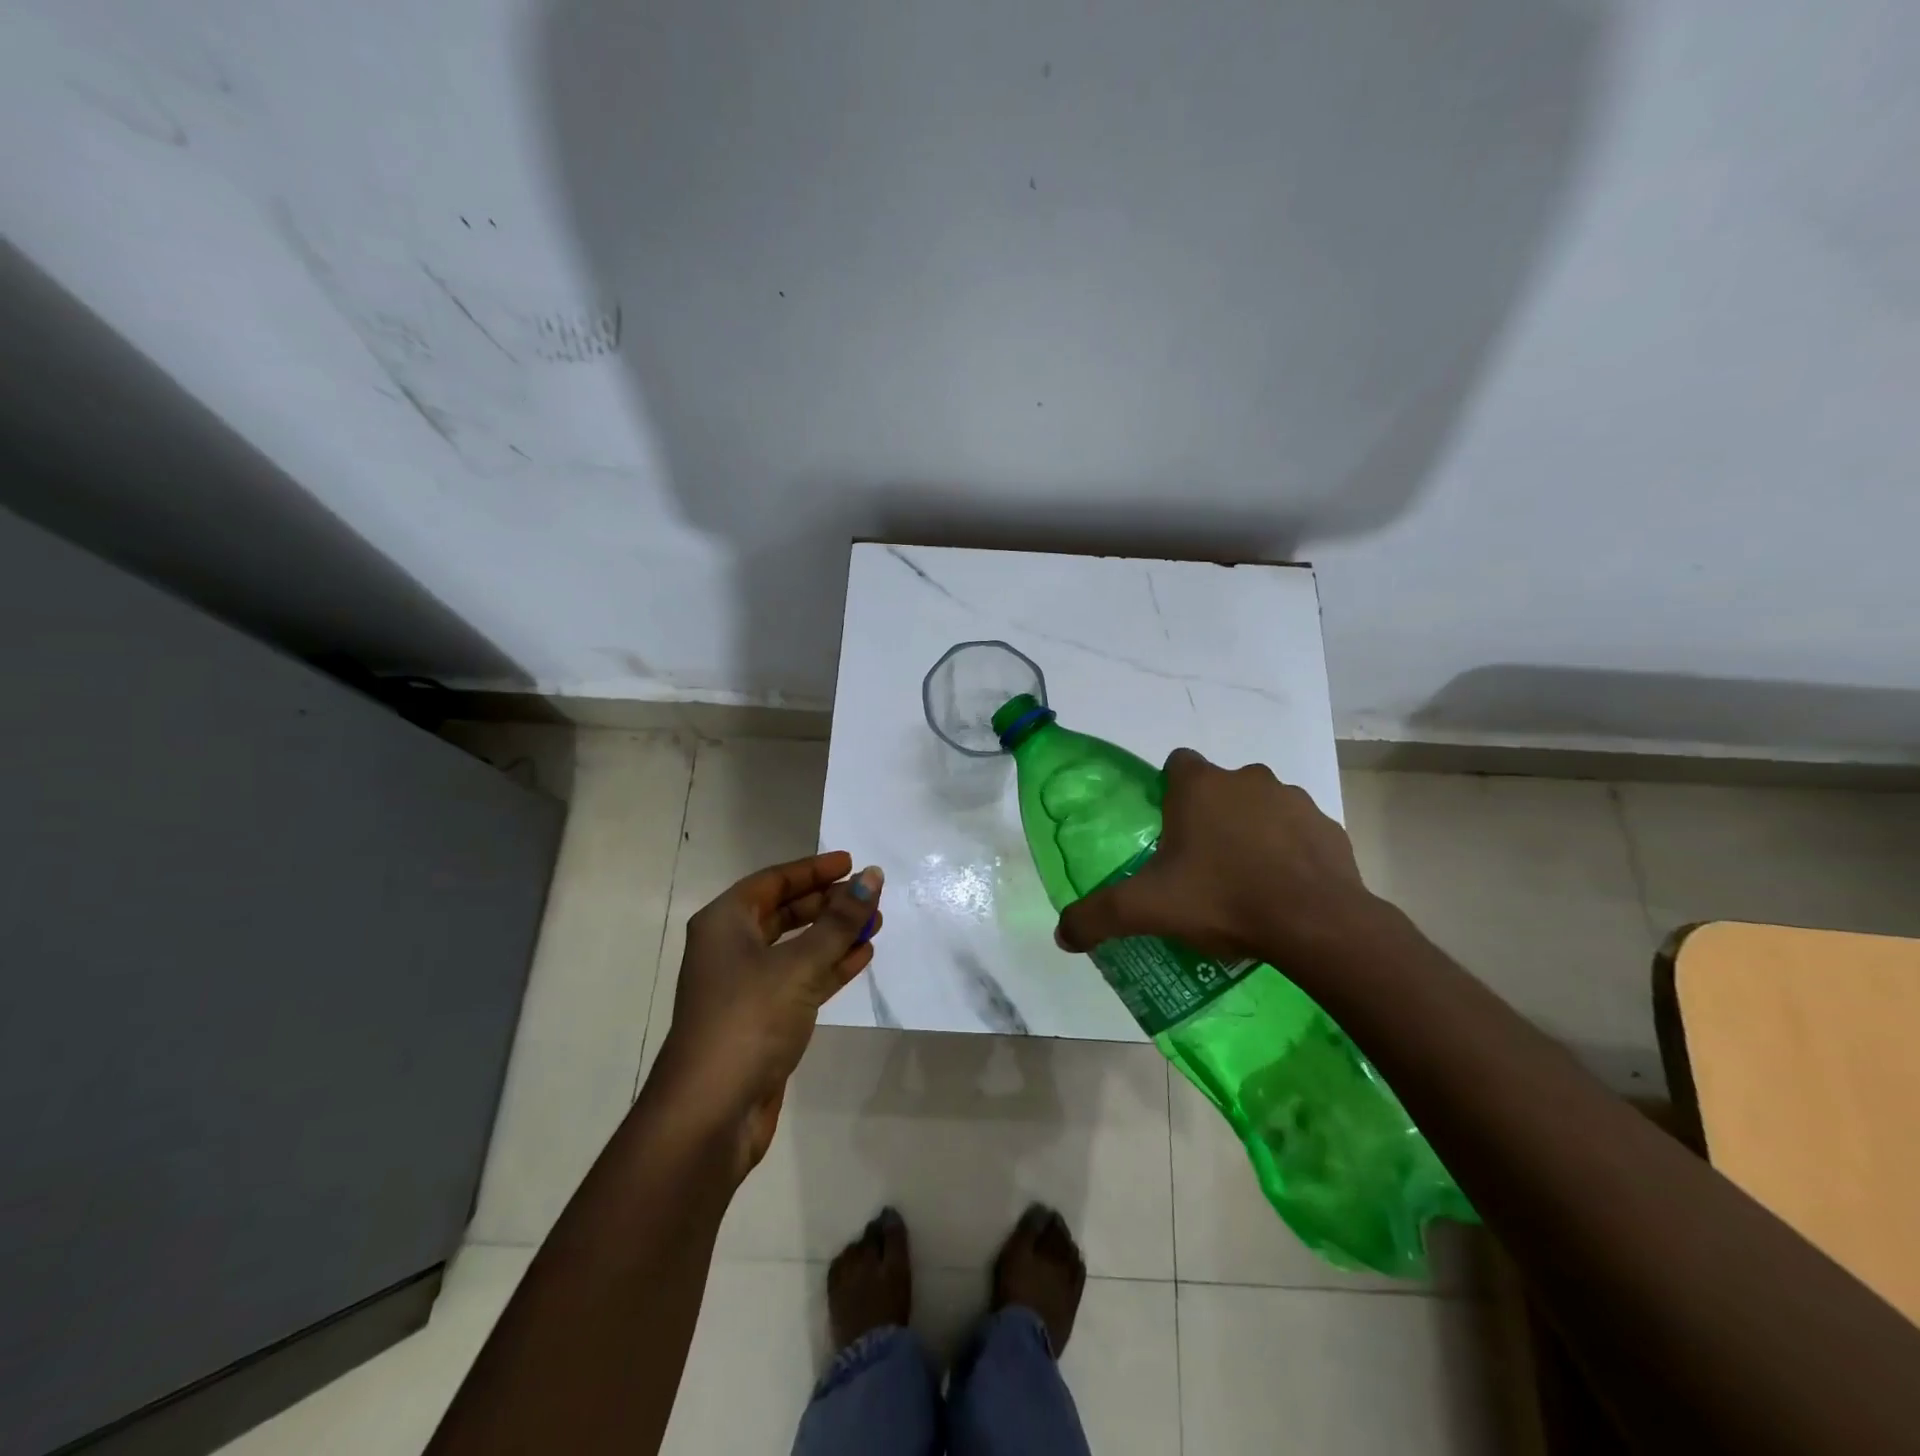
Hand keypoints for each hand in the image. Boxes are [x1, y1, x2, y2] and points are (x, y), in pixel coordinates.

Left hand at [655, 852, 882, 1176]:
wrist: (710, 1114)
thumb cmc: (749, 1020)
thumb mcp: (799, 965)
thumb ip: (839, 921)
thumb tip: (872, 877)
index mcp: (725, 923)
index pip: (774, 881)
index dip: (813, 869)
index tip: (851, 862)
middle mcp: (731, 948)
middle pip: (785, 912)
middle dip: (828, 903)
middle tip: (869, 897)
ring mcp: (746, 986)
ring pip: (797, 947)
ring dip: (834, 935)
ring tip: (875, 924)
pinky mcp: (763, 1019)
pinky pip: (801, 979)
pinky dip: (830, 966)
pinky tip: (861, 956)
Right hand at [1053, 748, 1375, 964]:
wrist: (1317, 925)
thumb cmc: (1223, 899)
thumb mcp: (1147, 910)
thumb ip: (1096, 916)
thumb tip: (1061, 935)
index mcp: (1200, 786)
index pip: (1176, 764)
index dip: (1168, 792)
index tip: (1166, 831)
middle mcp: (1247, 779)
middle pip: (1218, 787)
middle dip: (1209, 816)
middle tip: (1200, 865)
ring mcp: (1293, 800)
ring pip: (1260, 806)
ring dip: (1250, 831)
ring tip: (1243, 881)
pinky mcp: (1328, 828)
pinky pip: (1298, 832)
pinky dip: (1289, 851)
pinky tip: (1283, 890)